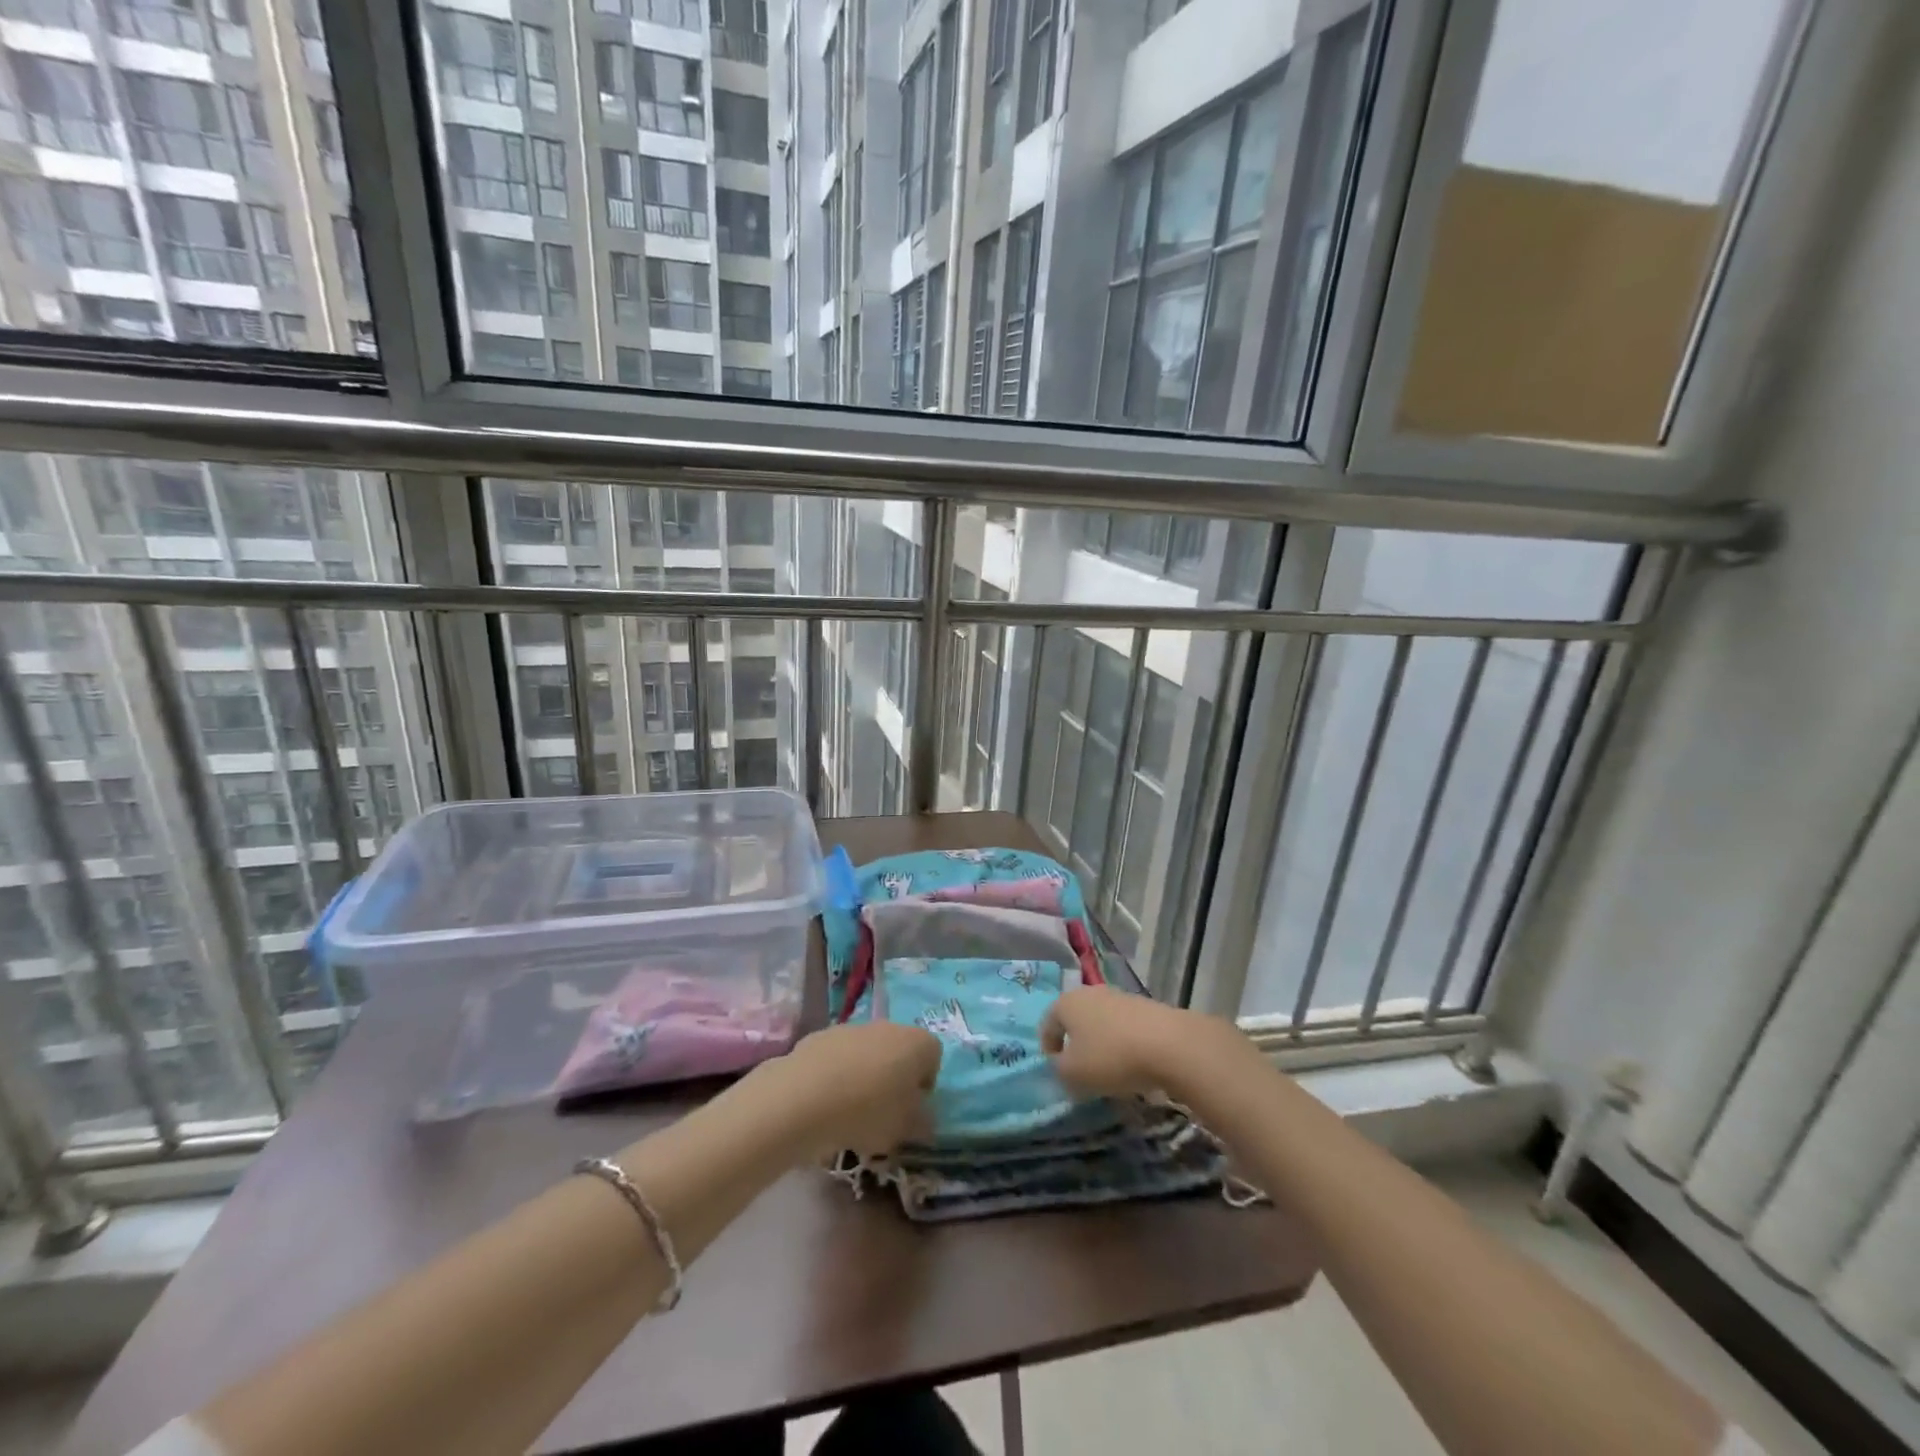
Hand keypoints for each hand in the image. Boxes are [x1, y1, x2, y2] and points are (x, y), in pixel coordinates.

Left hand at [757, 1021, 942, 1159]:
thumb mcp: (905, 1129)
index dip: (925, 1084)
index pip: (933, 1056)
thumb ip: (922, 1123)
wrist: (804, 1097)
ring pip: (868, 1052)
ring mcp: (852, 1028)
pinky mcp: (821, 1035)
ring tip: (850, 1110)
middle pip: (899, 1050)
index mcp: (917, 1043)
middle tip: (883, 1111)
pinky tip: (825, 1101)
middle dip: (895, 1077)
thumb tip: (923, 1118)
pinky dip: (837, 1073)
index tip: (911, 1110)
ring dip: (865, 1074)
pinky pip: (839, 1056)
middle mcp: (888, 1026)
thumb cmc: (867, 1112)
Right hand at [1041, 987, 1250, 1099]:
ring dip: (1101, 1045)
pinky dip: (1124, 1045)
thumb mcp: (1072, 1074)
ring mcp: (1119, 997)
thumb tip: (1062, 1065)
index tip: (1058, 1072)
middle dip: (1076, 1045)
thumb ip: (1058, 1070)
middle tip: (1082, 1072)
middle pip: (1075, 1021)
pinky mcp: (1145, 1007)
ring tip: (1111, 1073)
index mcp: (1066, 1003)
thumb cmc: (1110, 1057)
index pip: (1047, 1024)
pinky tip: (1134, 1066)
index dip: (1049, 1050)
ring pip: (1101, 1024)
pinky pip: (1125, 1029)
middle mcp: (1090, 993)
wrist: (1169, 1044)